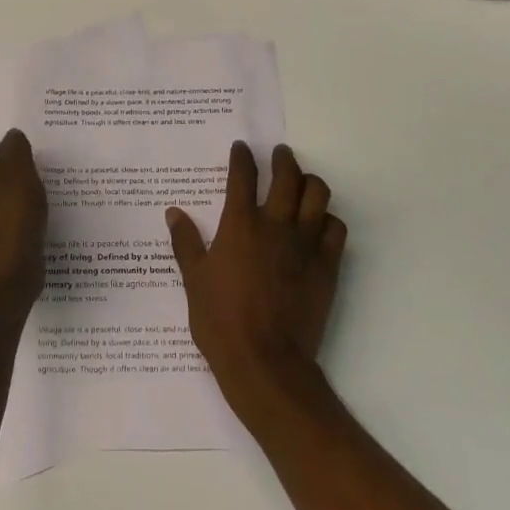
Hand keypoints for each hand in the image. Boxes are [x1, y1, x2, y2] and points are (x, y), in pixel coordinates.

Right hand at [166, 142, 346, 418]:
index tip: (242, 148)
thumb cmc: (221, 321)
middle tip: (280, 154)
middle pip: (287, 176)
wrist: (265, 361)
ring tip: (303, 183)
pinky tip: (319, 224)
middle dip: (283, 159)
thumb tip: (173, 212)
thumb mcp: (193, 280)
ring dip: (310, 182)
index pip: (243, 176)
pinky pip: (335, 228)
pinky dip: (328, 219)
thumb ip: (185, 242)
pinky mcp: (327, 265)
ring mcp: (305, 244)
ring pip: (318, 195)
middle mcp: (275, 225)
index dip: (242, 157)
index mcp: (239, 225)